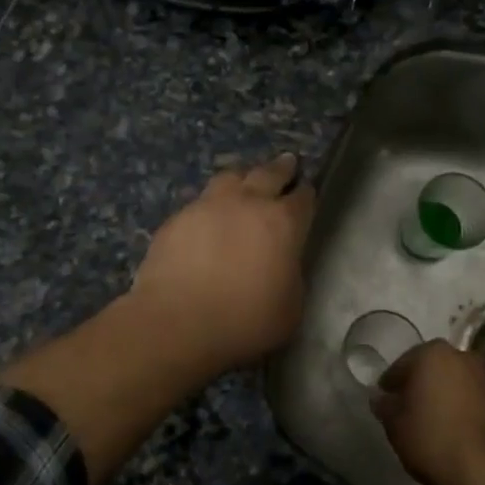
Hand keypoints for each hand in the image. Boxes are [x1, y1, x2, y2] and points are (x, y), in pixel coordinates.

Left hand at [129, 154, 315, 375]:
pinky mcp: (177, 218)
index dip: (307, 194)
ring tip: (245, 179)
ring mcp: (208, 205)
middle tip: (288, 162)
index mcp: (282, 223)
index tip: (308, 191)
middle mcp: (247, 203)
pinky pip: (200, 201)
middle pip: (269, 173)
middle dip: (281, 168)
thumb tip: (283, 265)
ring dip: (243, 176)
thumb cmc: (244, 321)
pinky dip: (210, 204)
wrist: (176, 322)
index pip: (303, 198)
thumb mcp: (290, 308)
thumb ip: (291, 277)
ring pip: (231, 176)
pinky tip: (208, 215)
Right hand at [371, 341, 484, 484]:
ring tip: (427, 422)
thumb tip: (380, 398)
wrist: (483, 468)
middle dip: (417, 386)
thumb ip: (384, 406)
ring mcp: (482, 377)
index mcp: (432, 352)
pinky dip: (457, 407)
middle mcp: (460, 356)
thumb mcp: (395, 424)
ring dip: (439, 396)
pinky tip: (448, 428)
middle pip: (429, 370)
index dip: (390, 386)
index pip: (401, 366)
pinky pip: (467, 398)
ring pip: (450, 382)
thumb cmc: (431, 437)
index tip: (384, 403)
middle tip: (404, 410)